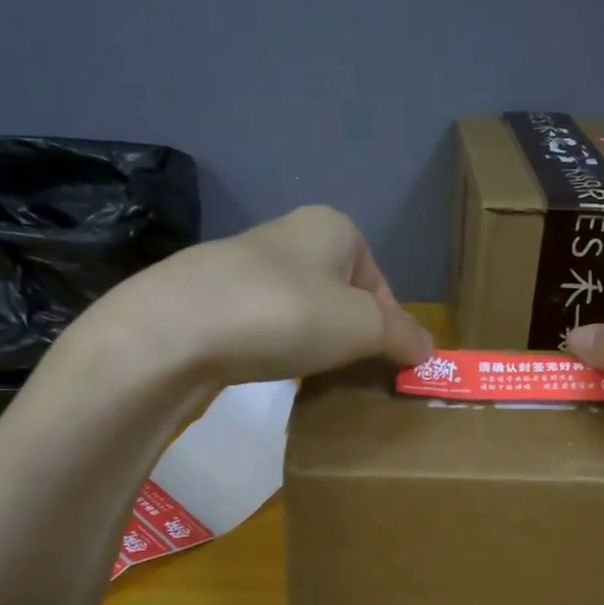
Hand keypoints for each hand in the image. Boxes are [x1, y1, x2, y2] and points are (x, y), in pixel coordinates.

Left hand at [77, 205, 433, 385]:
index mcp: (333, 227)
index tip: (384, 365)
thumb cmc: (286, 314)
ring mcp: (246, 265)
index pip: (380, 284)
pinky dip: (274, 346)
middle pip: (342, 296)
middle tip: (349, 373)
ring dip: (312, 343)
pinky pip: (263, 324)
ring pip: (301, 310)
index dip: (389, 328)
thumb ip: (402, 336)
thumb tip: (427, 351)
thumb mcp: (362, 326)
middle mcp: (290, 235)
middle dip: (350, 336)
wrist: (176, 330)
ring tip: (309, 376)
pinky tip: (268, 369)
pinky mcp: (212, 297)